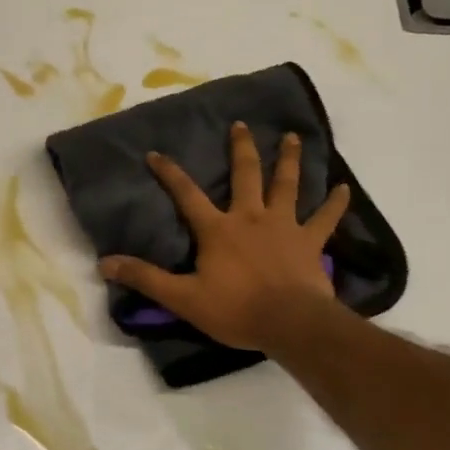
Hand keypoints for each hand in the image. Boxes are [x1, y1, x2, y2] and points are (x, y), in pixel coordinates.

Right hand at [99, 121, 349, 353]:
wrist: (289, 323)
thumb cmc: (235, 309)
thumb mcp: (182, 297)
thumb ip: (145, 278)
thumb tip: (105, 263)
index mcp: (218, 229)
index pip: (187, 195)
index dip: (169, 173)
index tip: (156, 153)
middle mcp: (251, 217)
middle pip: (246, 175)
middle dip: (241, 148)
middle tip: (242, 125)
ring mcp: (284, 226)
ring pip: (287, 185)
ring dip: (289, 161)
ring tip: (293, 138)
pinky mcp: (310, 242)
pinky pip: (326, 219)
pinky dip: (335, 204)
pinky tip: (345, 189)